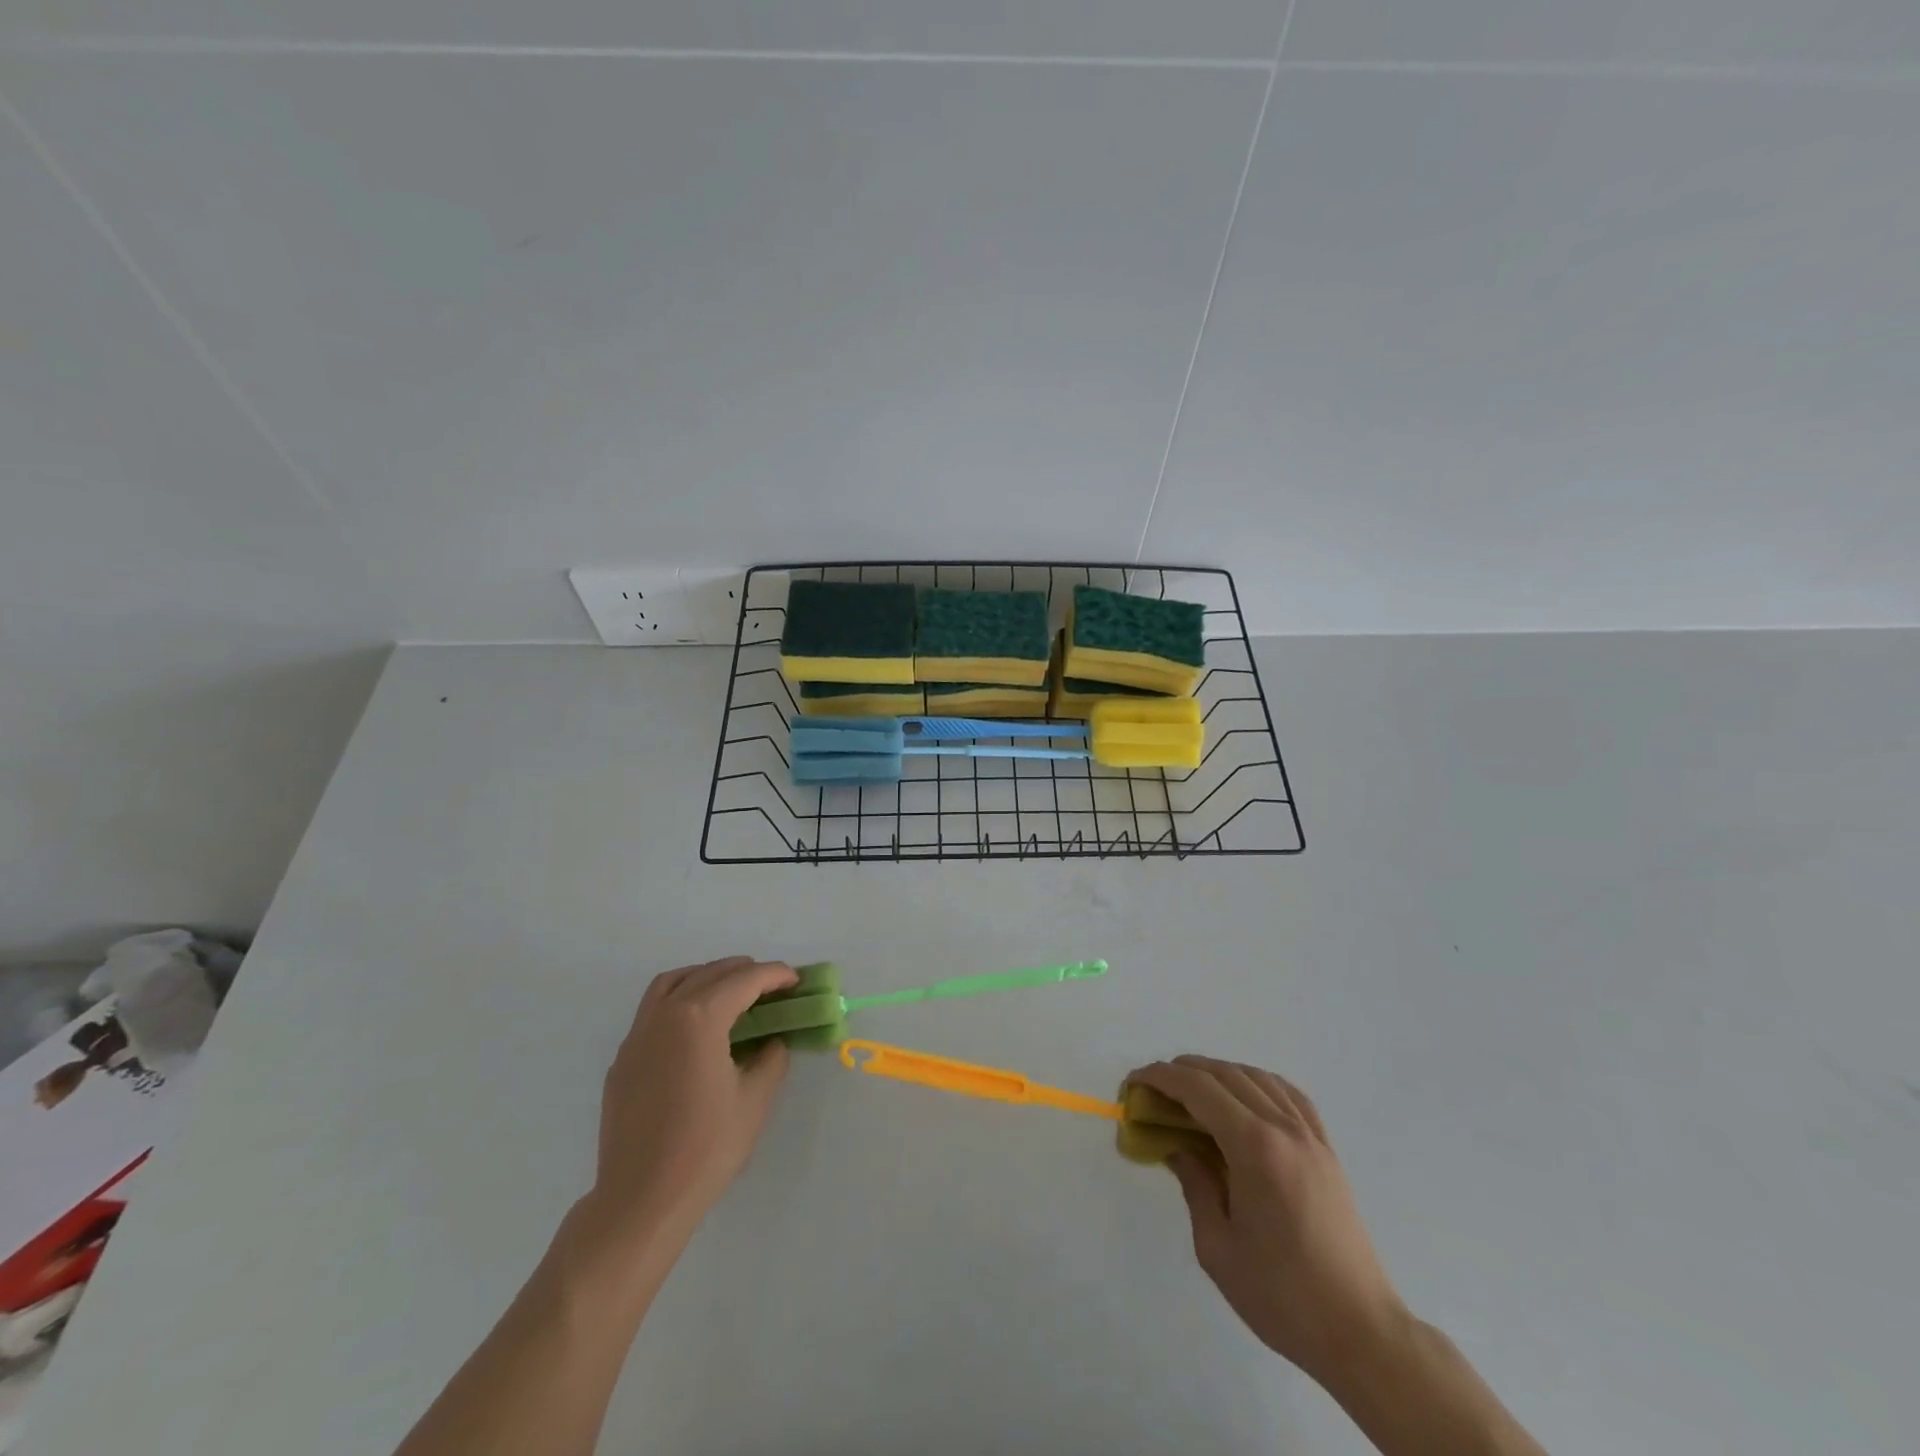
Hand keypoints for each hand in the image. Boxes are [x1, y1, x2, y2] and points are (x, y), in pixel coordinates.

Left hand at [584, 957, 796, 1249]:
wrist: (641, 1200)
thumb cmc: (705, 1148)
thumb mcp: (755, 1100)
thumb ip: (770, 1058)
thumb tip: (772, 1041)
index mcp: (699, 1018)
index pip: (743, 980)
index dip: (774, 975)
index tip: (796, 979)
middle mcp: (664, 1015)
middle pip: (708, 974)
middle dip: (743, 971)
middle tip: (771, 986)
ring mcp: (637, 1036)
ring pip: (672, 983)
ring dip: (705, 977)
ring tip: (730, 992)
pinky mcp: (623, 1060)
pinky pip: (653, 1011)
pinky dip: (680, 1002)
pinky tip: (695, 1030)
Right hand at [1127, 1056, 1406, 1387]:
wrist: (1359, 1331)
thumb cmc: (1281, 1295)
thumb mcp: (1216, 1246)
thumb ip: (1193, 1183)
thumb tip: (1176, 1146)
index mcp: (1254, 1147)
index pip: (1198, 1089)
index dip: (1160, 1077)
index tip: (1134, 1082)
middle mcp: (1283, 1127)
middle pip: (1225, 1074)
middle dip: (1183, 1071)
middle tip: (1154, 1089)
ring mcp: (1310, 1136)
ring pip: (1256, 1076)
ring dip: (1218, 1073)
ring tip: (1192, 1091)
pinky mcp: (1326, 1150)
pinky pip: (1289, 1095)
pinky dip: (1258, 1083)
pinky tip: (1245, 1097)